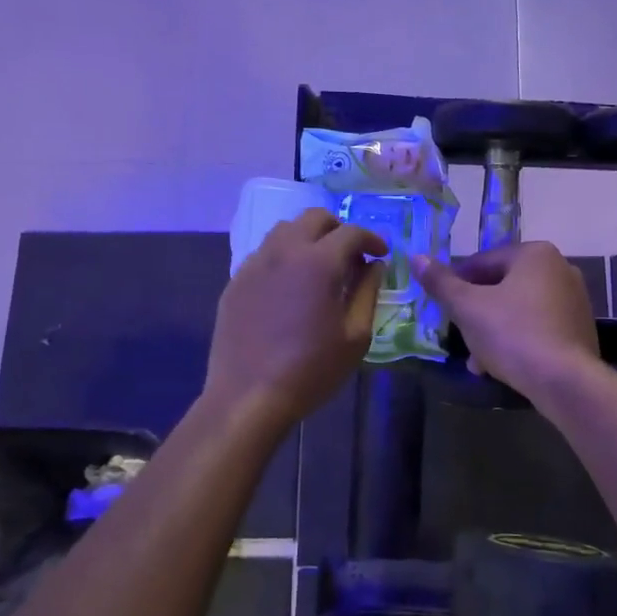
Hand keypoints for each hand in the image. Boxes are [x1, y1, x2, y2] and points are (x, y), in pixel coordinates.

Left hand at [205, 210, 386, 427]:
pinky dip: (284, 256)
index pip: (351, 232)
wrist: (248, 397)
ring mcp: (254, 265)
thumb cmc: (311, 370)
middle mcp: (284, 252)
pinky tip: (290, 286)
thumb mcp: (355, 336)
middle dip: (338, 229)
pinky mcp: (235, 282)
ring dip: (308, 238)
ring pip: (284, 230)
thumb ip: (368, 292)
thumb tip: (374, 265)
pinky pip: (264, 254)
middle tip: (351, 255)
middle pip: (314, 218)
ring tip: (320, 266)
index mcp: (318, 263)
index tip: (381, 254)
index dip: (372, 239)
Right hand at [411, 243, 600, 400]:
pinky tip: (501, 367)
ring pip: (518, 310)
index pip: (482, 262)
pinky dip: (518, 341)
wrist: (564, 381)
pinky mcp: (579, 329)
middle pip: (502, 287)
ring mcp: (574, 300)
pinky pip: (538, 328)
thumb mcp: (467, 308)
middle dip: (476, 314)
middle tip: (459, 339)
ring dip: (493, 332)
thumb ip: (441, 283)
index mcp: (535, 254)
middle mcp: (560, 268)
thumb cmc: (512, 334)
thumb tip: (416, 258)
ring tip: (477, 362)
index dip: (456, 286)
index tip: (443, 310)